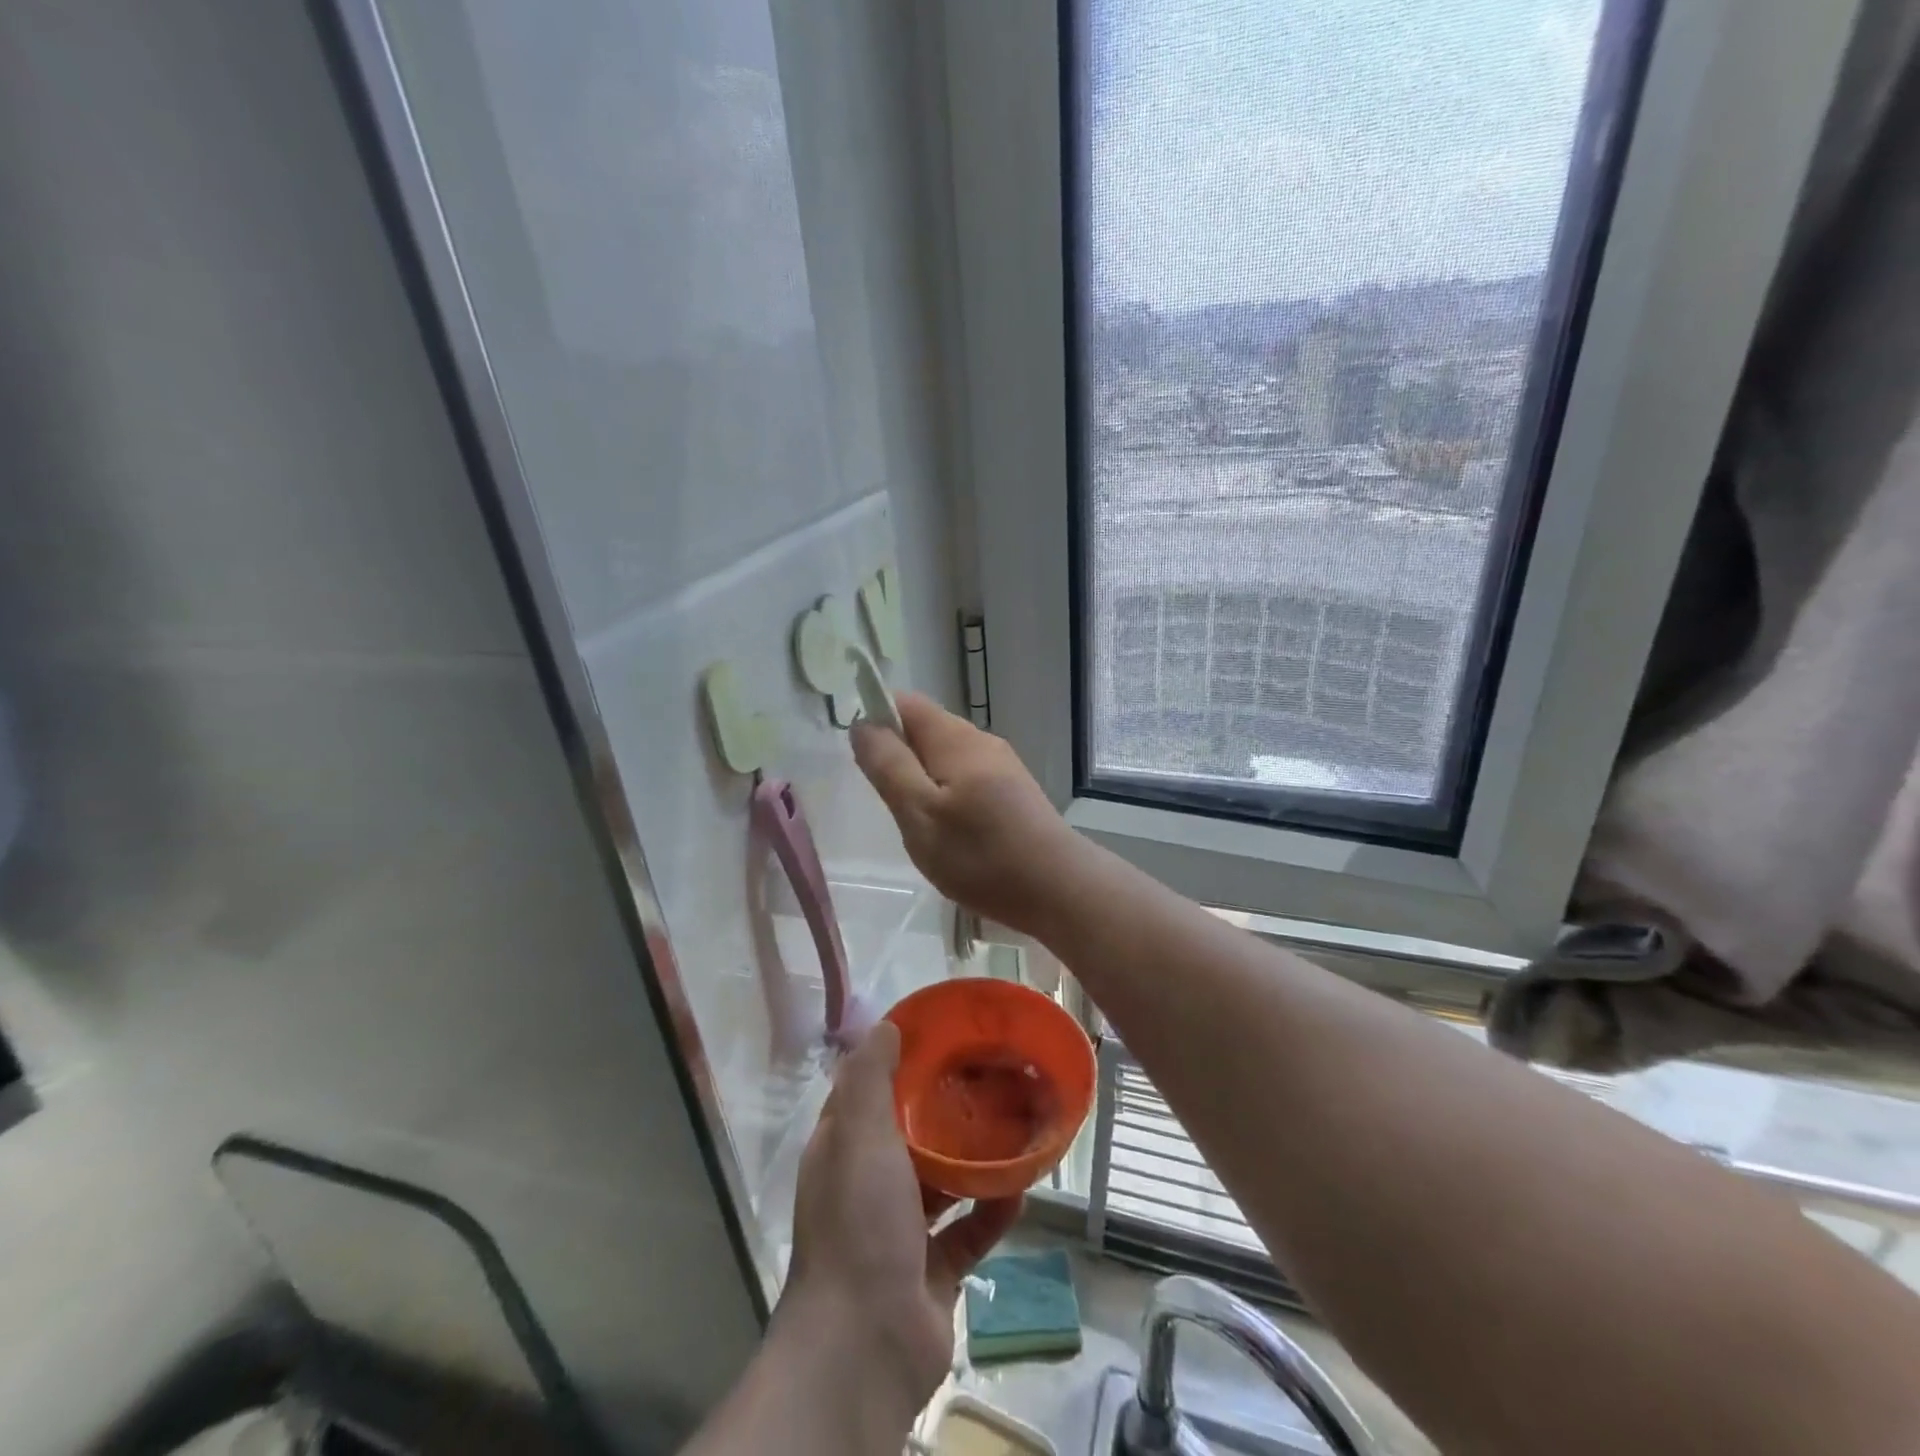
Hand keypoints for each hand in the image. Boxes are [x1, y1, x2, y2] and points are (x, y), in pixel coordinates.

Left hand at [780, 1021, 1021, 1421]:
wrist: (867, 1344)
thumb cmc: (859, 1222)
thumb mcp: (858, 1134)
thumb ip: (870, 1078)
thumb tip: (888, 1026)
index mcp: (843, 1152)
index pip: (868, 1095)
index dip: (898, 1064)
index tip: (940, 1039)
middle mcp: (867, 1186)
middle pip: (910, 1136)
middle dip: (945, 1110)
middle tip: (988, 1078)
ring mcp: (900, 1232)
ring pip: (942, 1183)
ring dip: (974, 1160)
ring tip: (1013, 1125)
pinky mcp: (932, 1271)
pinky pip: (968, 1232)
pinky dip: (992, 1211)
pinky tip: (1023, 1188)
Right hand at [851, 692, 1082, 937]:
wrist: (1059, 888)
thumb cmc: (980, 854)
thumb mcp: (919, 813)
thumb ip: (888, 766)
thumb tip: (863, 724)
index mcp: (954, 738)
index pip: (905, 703)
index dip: (876, 719)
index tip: (865, 762)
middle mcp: (980, 741)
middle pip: (926, 729)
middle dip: (898, 757)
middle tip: (890, 805)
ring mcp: (1002, 766)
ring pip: (945, 757)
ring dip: (922, 781)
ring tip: (918, 826)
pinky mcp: (1013, 792)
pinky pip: (966, 779)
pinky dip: (947, 796)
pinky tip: (951, 834)